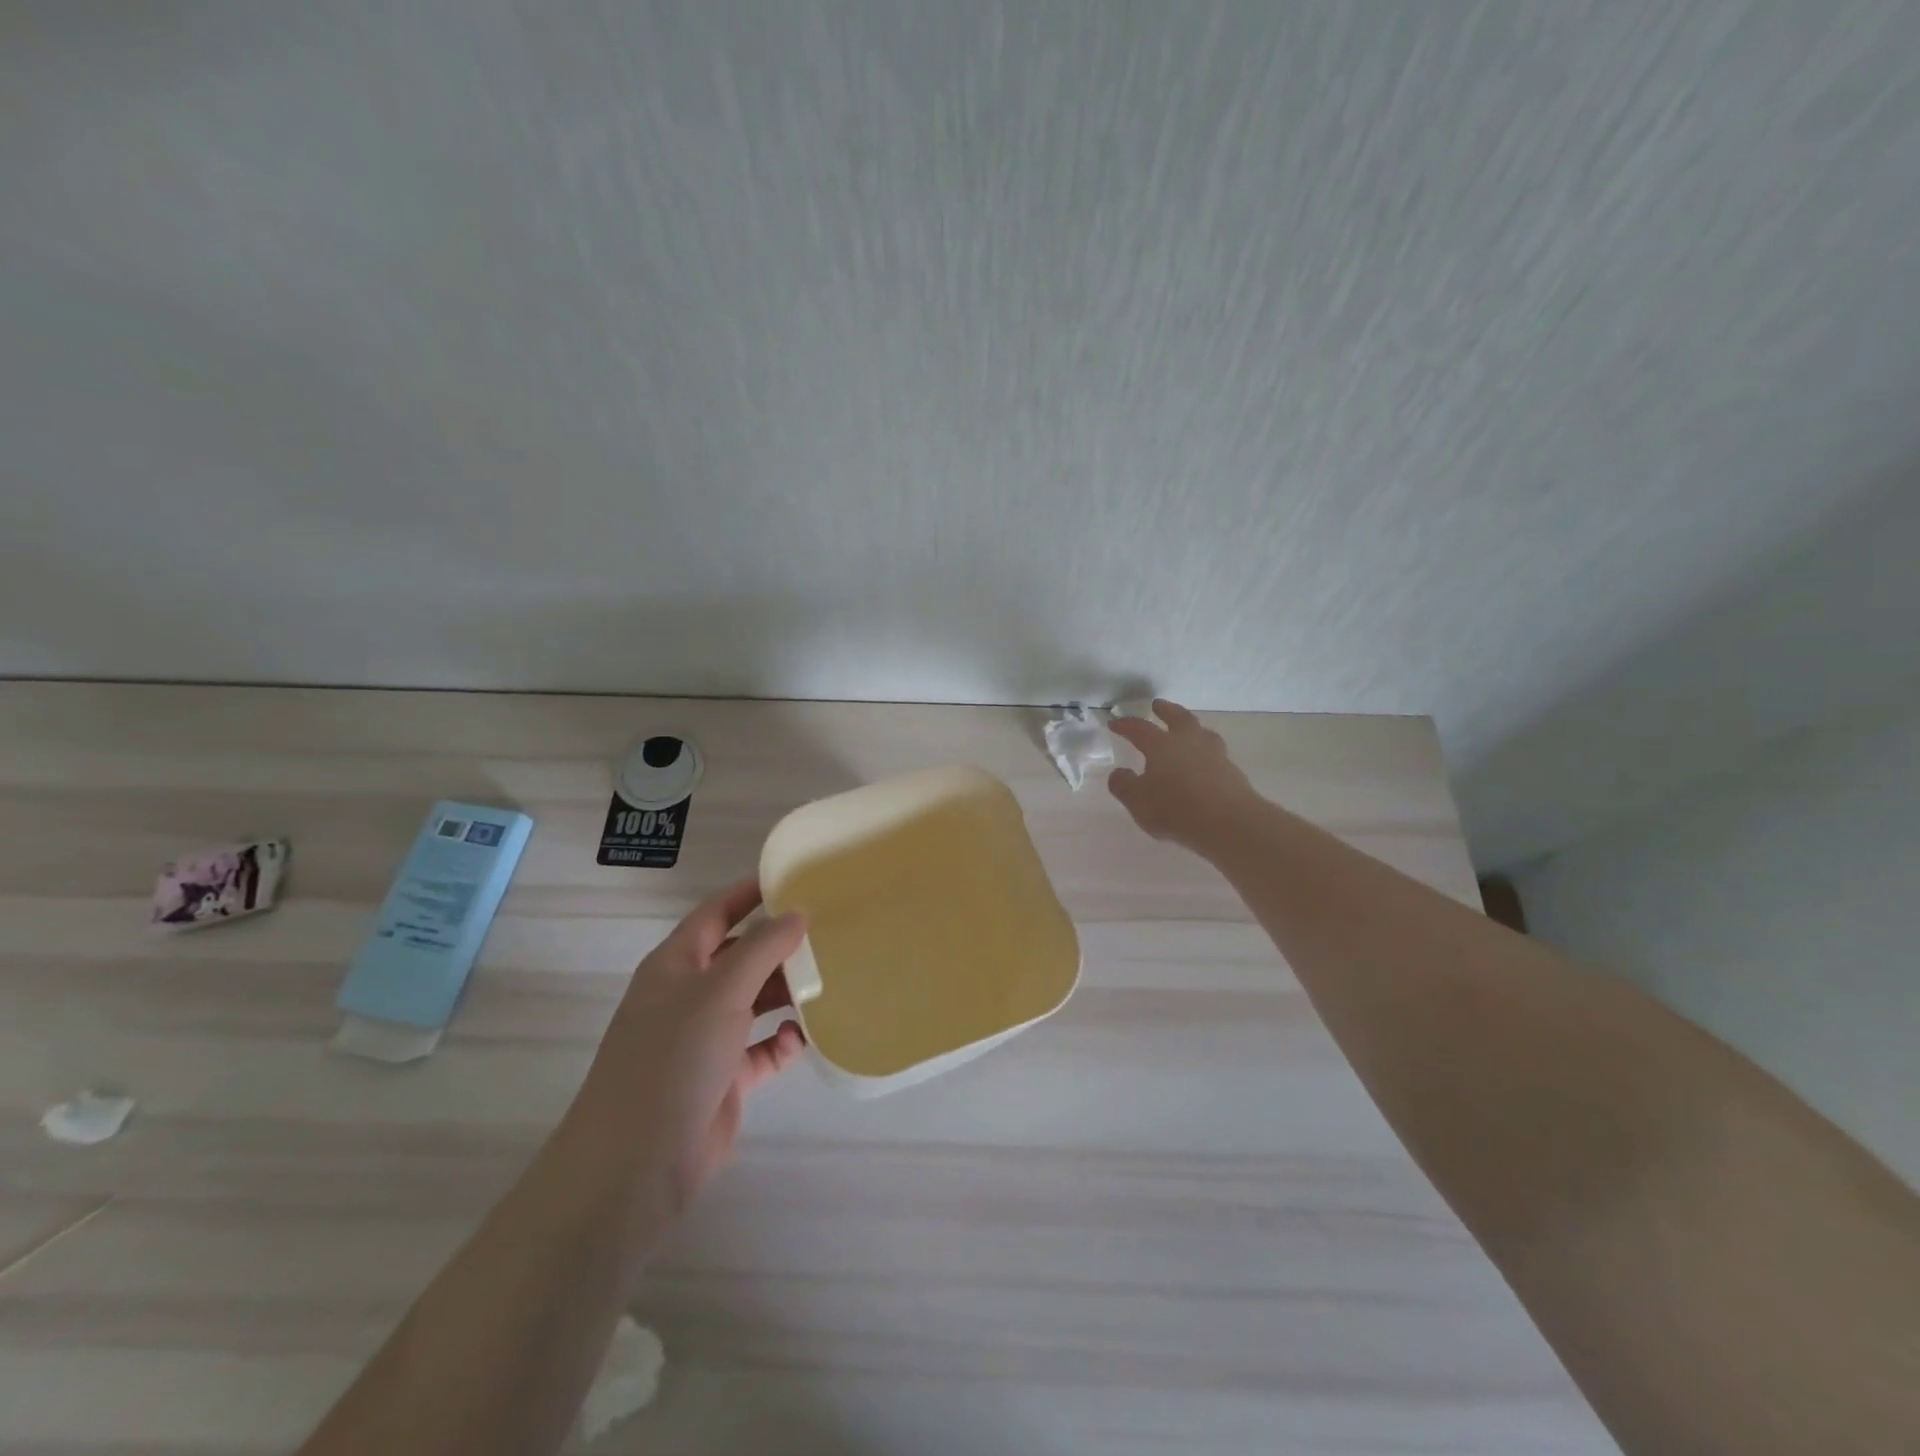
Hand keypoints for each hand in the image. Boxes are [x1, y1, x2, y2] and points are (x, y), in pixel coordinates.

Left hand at [568, 879, 807, 1225]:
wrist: (636, 1164)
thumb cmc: (674, 1058)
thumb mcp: (720, 990)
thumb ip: (762, 948)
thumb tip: (797, 914)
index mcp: (676, 964)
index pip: (717, 913)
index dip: (750, 893)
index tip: (794, 878)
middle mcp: (689, 995)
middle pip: (740, 956)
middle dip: (779, 944)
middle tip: (828, 931)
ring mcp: (705, 1039)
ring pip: (754, 1001)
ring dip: (786, 991)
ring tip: (830, 978)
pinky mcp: (724, 1078)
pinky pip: (762, 1048)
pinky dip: (783, 1040)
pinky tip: (806, 1036)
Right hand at [1108, 699, 1257, 850]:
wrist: (1229, 823)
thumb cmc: (1176, 809)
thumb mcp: (1138, 802)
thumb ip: (1124, 786)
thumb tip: (1119, 773)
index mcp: (1162, 746)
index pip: (1140, 729)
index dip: (1126, 725)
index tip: (1114, 722)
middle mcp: (1189, 743)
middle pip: (1178, 718)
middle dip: (1166, 710)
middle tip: (1158, 704)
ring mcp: (1215, 755)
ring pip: (1202, 732)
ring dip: (1192, 727)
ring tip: (1187, 729)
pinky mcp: (1232, 772)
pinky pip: (1215, 753)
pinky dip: (1206, 751)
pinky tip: (1204, 761)